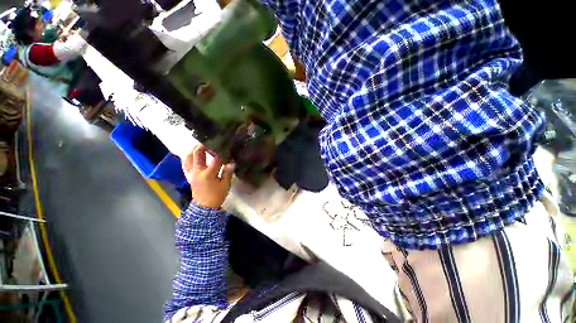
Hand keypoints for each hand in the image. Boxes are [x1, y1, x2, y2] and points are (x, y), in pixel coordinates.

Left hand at [183, 144, 234, 208]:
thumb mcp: (225, 185)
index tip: (226, 147)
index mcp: (208, 174)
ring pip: (188, 157)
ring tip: (201, 147)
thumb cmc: (216, 196)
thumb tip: (231, 162)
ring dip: (193, 150)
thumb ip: (227, 173)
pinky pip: (186, 164)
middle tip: (210, 141)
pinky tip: (194, 156)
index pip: (216, 159)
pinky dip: (189, 158)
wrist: (204, 207)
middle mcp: (197, 171)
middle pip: (197, 153)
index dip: (222, 152)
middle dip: (203, 145)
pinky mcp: (189, 176)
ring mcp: (191, 173)